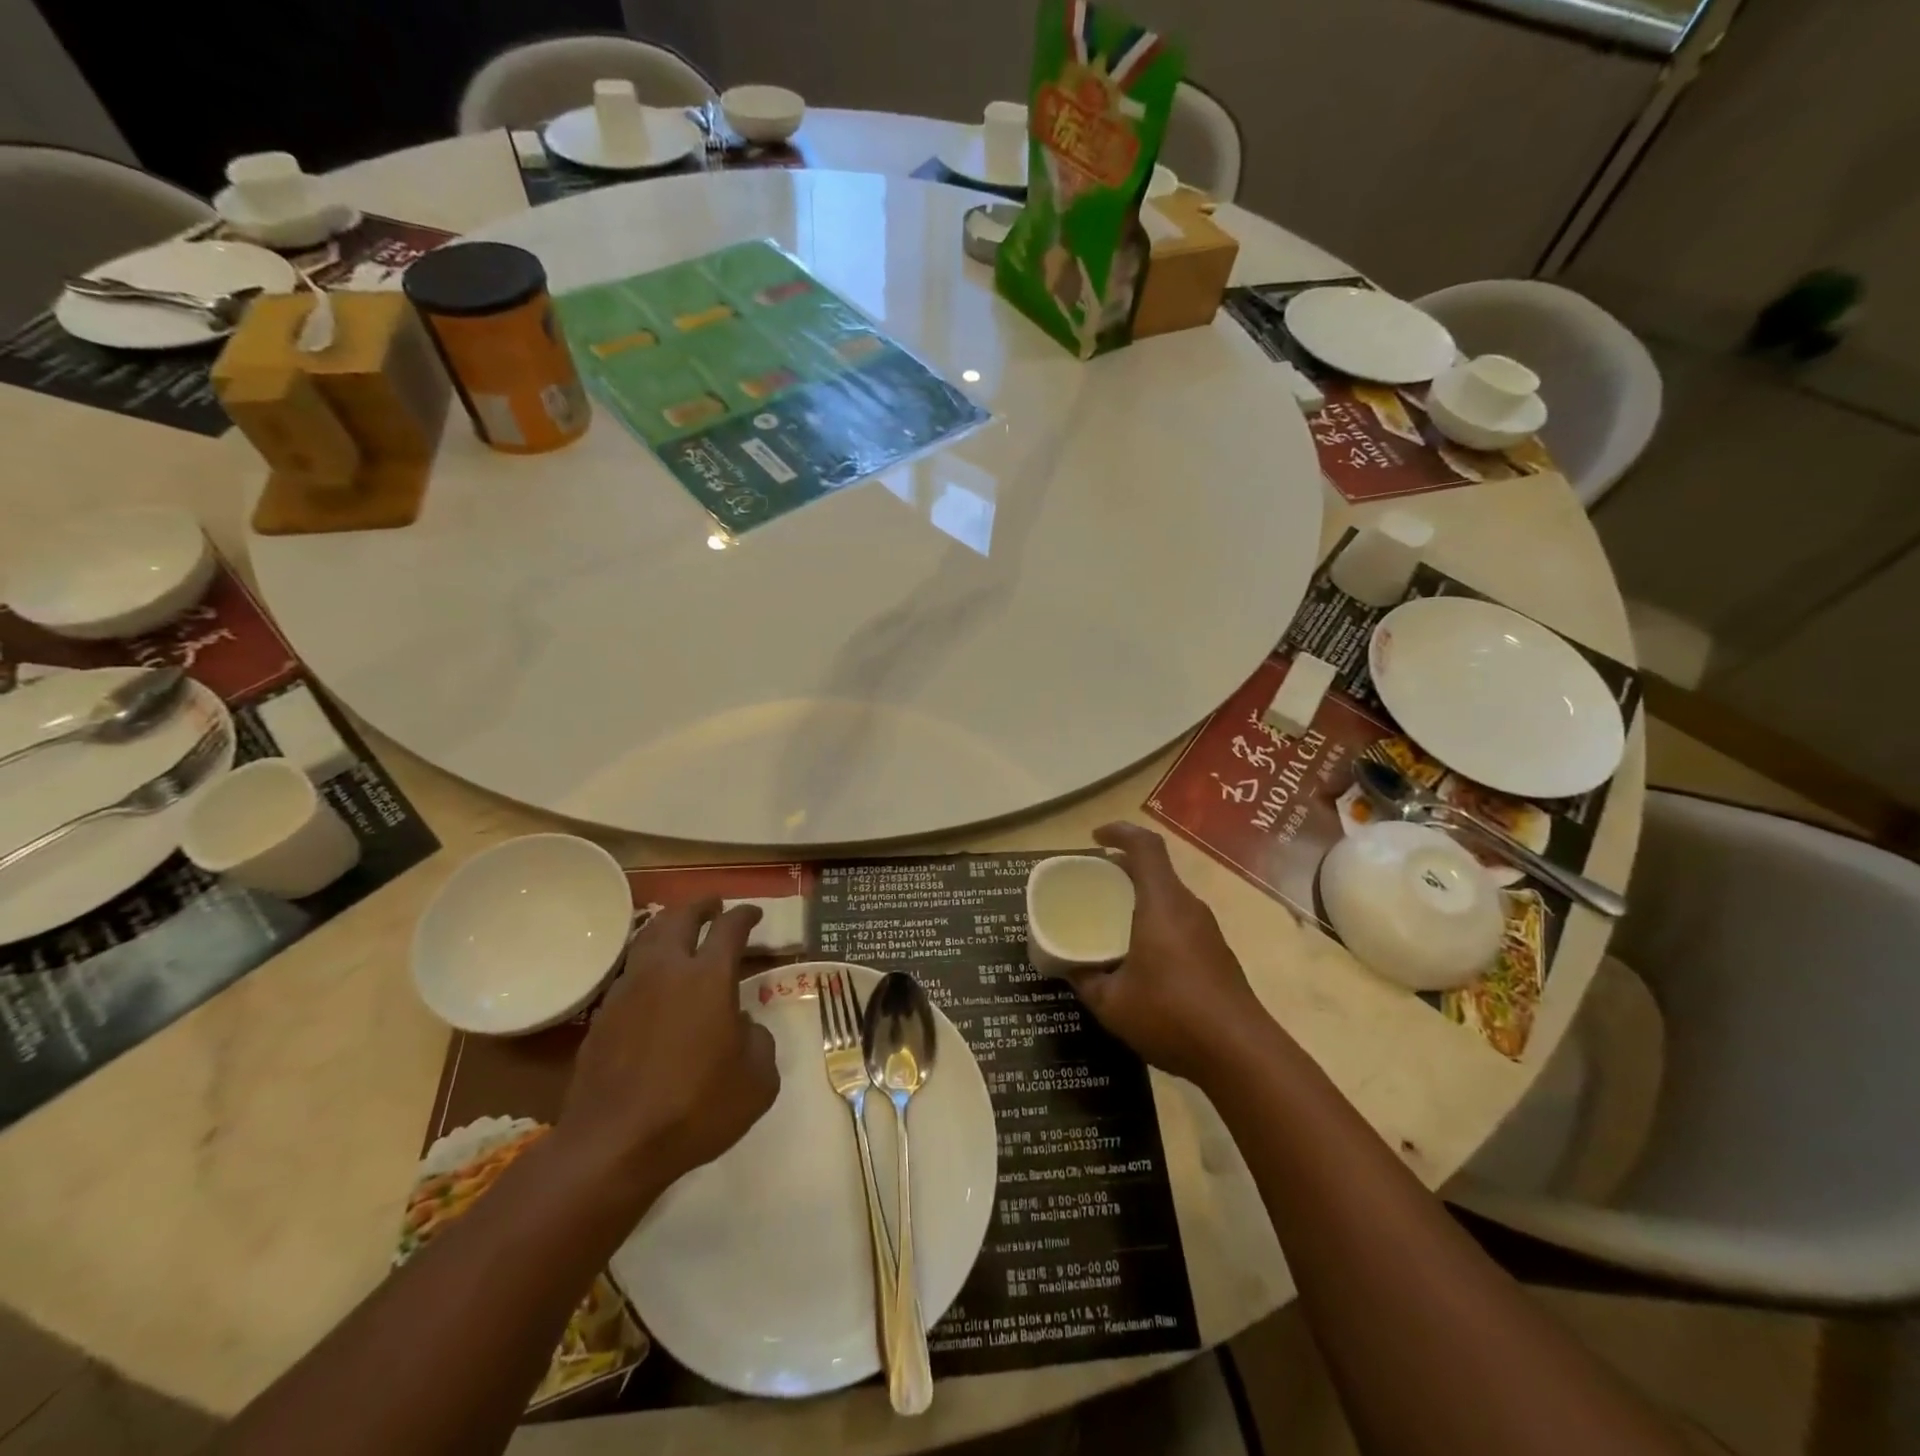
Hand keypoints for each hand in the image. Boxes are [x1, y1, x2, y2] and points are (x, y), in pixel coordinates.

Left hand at [558, 900, 778, 1193]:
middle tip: (713, 905)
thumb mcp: (757, 1081)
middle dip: (700, 906)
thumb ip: (759, 1042)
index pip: (729, 928)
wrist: (613, 1146)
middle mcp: (666, 971)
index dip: (745, 915)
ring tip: (679, 932)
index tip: (753, 914)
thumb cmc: (696, 1108)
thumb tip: (742, 1026)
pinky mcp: (602, 1017)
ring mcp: (628, 991)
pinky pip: (629, 974)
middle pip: (679, 918)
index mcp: (709, 978)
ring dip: (667, 928)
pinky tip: (653, 983)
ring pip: (646, 940)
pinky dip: (646, 965)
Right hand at [1060, 823, 1268, 1085]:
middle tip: (1093, 884)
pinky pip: (1179, 920)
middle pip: (1156, 869)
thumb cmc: (1171, 1015)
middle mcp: (1188, 907)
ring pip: (1168, 896)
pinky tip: (1139, 955)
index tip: (1094, 838)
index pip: (1145, 846)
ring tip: (1111, 919)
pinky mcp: (1217, 953)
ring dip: (1140, 897)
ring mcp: (1207, 930)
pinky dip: (1155, 920)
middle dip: (1123, 868)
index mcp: (1162, 904)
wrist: (1241, 1054)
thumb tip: (1069, 968)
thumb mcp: (1112, 1003)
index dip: (1119, 832)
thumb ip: (1086, 980)